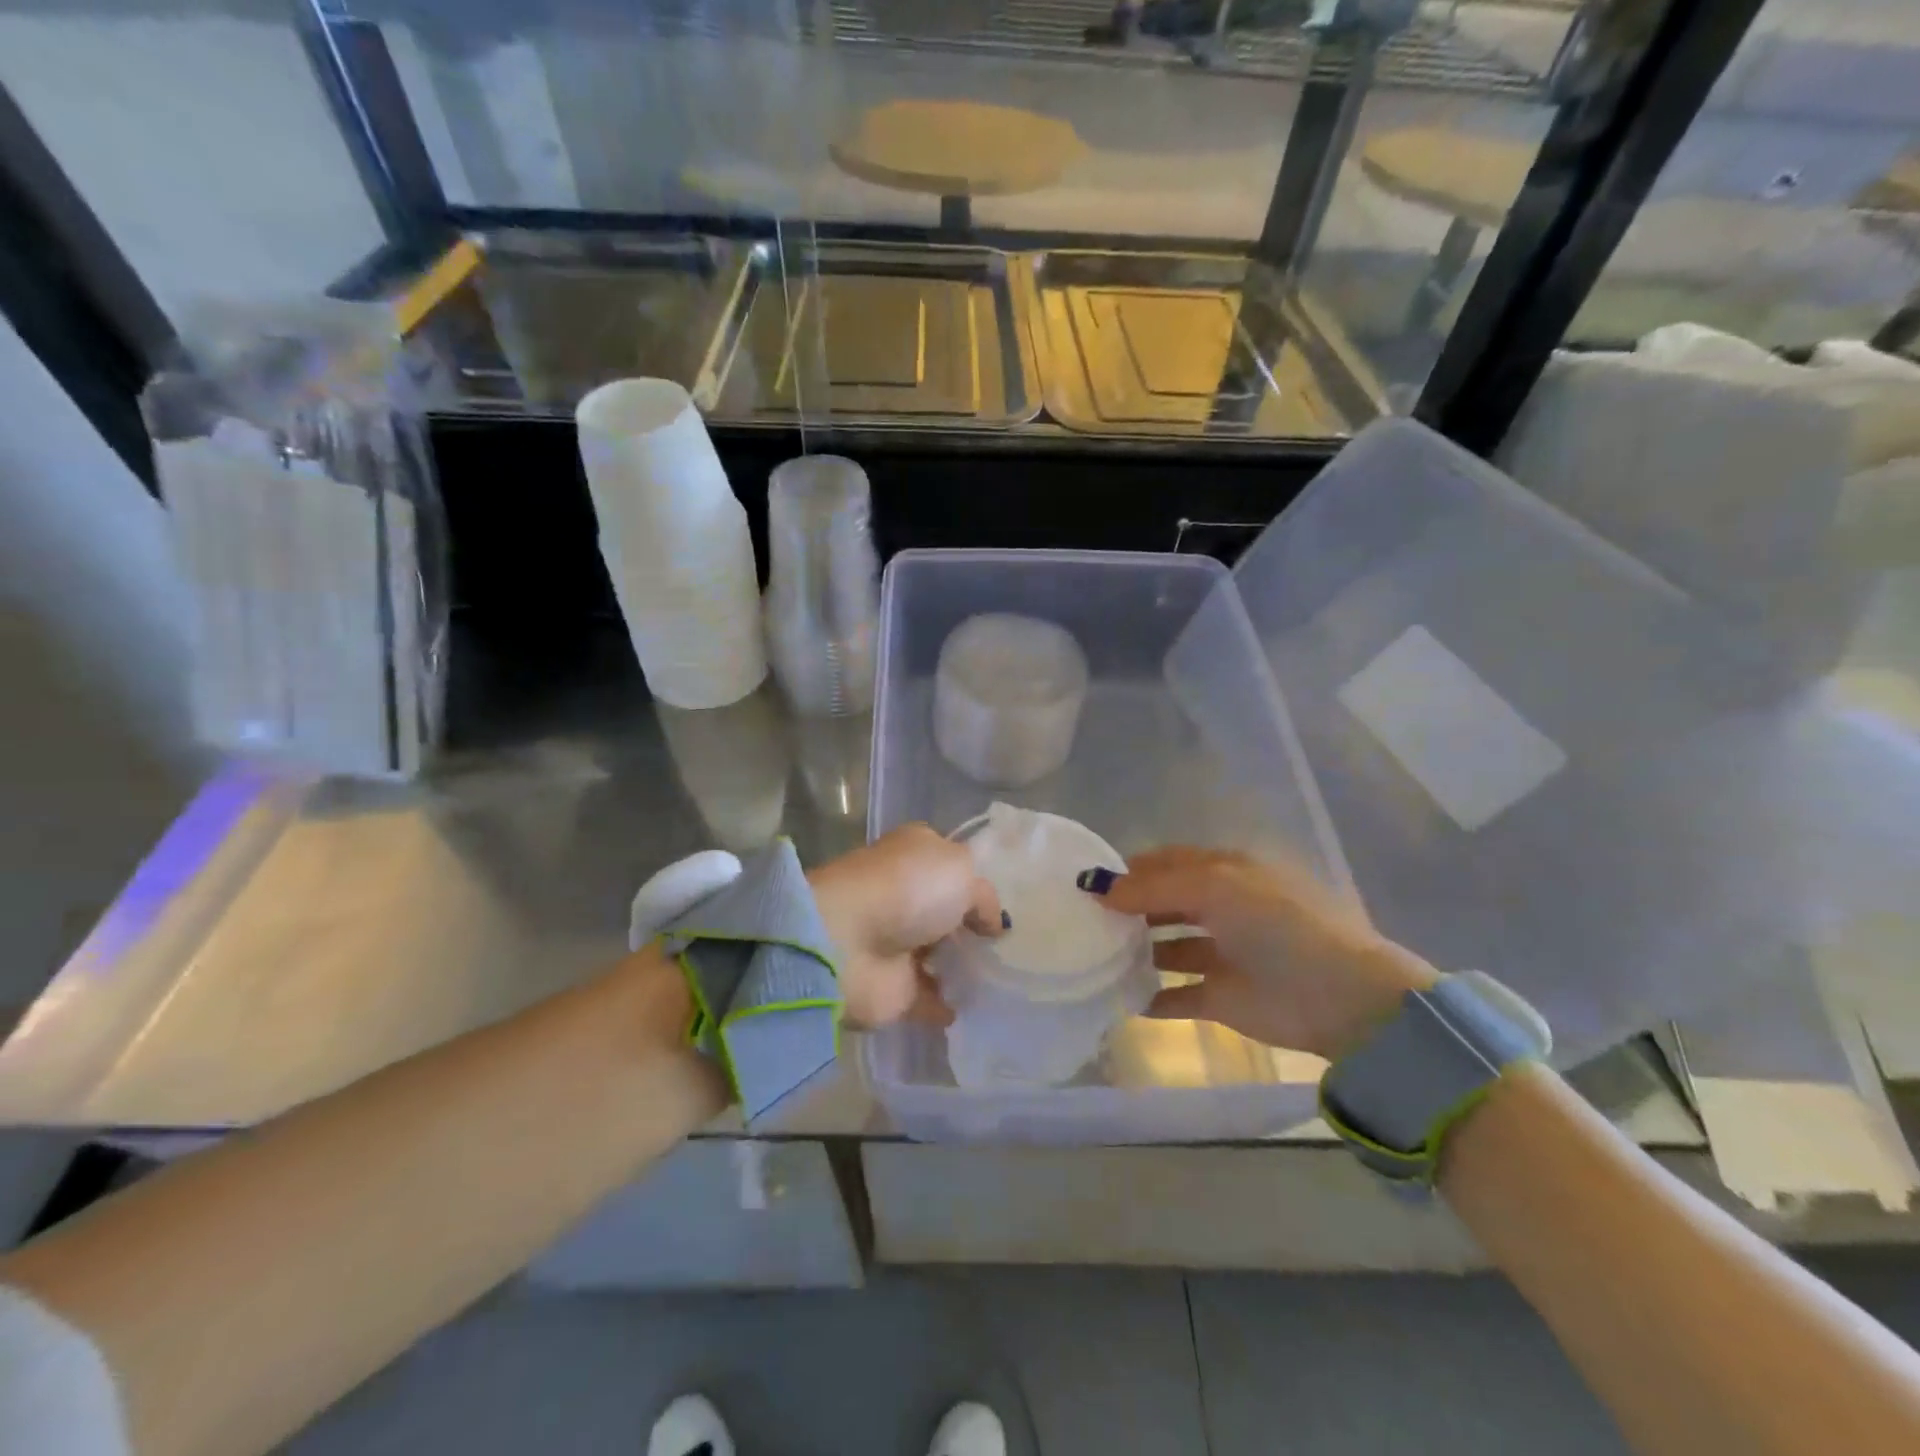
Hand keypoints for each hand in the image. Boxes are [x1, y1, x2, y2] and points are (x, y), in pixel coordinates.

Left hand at [809, 825, 1004, 1029]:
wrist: (846, 943)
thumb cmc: (907, 890)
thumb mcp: (961, 872)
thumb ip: (984, 896)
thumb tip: (991, 924)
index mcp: (916, 855)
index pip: (951, 865)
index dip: (977, 882)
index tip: (1012, 904)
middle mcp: (905, 895)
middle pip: (946, 912)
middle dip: (973, 928)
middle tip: (1014, 947)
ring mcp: (896, 942)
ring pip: (938, 955)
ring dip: (963, 968)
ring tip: (1005, 980)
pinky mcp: (893, 987)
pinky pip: (929, 998)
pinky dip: (949, 1005)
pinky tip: (980, 1010)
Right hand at [1082, 847, 1436, 1060]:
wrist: (1344, 999)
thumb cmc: (1280, 925)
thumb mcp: (1216, 887)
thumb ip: (1154, 886)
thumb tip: (1097, 887)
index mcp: (1226, 872)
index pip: (1167, 862)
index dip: (1129, 869)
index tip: (1086, 883)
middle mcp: (1222, 908)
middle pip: (1163, 903)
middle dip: (1127, 909)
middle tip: (1081, 920)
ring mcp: (1222, 954)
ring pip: (1167, 947)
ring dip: (1134, 950)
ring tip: (1093, 956)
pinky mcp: (1222, 998)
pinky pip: (1176, 995)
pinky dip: (1149, 997)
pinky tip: (1117, 997)